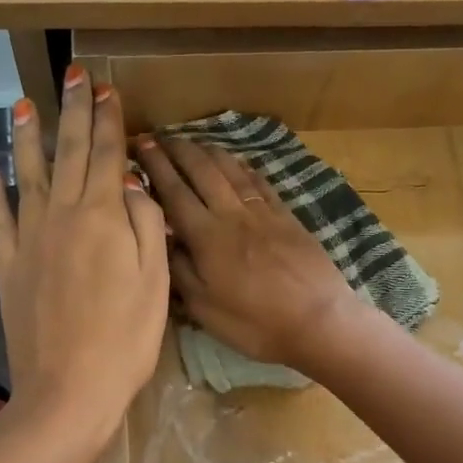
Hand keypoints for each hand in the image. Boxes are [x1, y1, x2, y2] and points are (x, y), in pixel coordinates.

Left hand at [0, 67, 168, 452]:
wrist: (68, 390)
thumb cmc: (126, 340)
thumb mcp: (156, 282)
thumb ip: (147, 224)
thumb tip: (133, 182)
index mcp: (104, 218)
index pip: (107, 155)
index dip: (108, 119)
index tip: (107, 88)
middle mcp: (63, 216)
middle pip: (69, 153)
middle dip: (73, 111)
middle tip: (73, 74)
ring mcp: (30, 239)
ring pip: (28, 175)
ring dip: (25, 138)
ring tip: (21, 105)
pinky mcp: (8, 265)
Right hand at [135, 134, 361, 373]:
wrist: (318, 321)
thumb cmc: (255, 324)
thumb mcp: (205, 309)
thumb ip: (180, 270)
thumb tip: (164, 238)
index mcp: (207, 237)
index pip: (175, 192)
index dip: (157, 167)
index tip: (143, 145)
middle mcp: (232, 215)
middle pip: (202, 171)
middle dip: (179, 151)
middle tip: (162, 138)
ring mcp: (263, 213)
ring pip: (231, 171)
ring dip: (209, 152)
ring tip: (193, 142)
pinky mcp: (287, 217)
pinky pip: (260, 182)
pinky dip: (243, 167)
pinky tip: (237, 162)